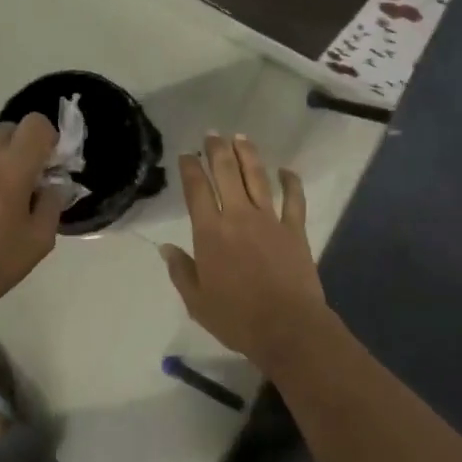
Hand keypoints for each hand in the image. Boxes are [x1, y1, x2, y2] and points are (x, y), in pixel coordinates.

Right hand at [160, 133, 329, 367]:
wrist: (287, 327)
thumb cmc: (236, 318)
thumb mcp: (196, 301)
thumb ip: (181, 271)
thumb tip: (166, 248)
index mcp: (210, 233)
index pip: (197, 190)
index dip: (190, 168)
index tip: (186, 154)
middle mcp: (238, 217)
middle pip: (226, 173)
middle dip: (217, 150)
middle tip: (212, 134)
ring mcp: (270, 220)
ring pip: (257, 177)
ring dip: (247, 154)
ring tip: (240, 137)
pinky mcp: (295, 229)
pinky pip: (294, 199)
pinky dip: (291, 182)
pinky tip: (286, 170)